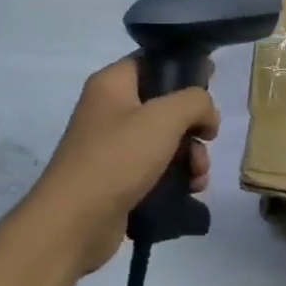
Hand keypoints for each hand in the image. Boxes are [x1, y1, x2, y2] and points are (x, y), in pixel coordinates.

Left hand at [25, 57, 218, 277]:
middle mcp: (110, 110)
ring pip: (165, 140)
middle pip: (165, 105)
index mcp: (112, 84)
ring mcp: (112, 147)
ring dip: (191, 156)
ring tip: (198, 177)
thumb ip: (195, 101)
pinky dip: (176, 177)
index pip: (152, 62)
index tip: (211, 85)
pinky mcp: (118, 179)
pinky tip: (189, 191)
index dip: (184, 70)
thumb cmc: (117, 157)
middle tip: (207, 140)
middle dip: (193, 125)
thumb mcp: (164, 118)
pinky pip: (156, 168)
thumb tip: (207, 114)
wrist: (74, 223)